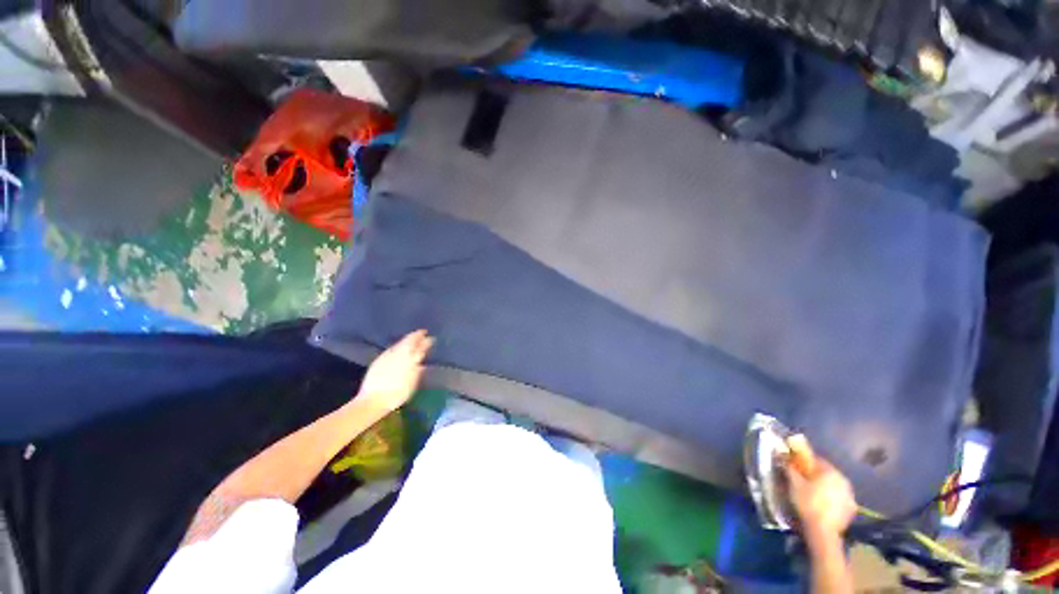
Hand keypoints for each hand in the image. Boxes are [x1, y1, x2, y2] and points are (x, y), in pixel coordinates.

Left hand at [357, 330, 433, 412]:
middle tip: (422, 333)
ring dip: (406, 340)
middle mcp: (398, 353)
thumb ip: (417, 371)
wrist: (373, 400)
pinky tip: (398, 350)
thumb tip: (421, 363)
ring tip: (412, 340)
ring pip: (399, 343)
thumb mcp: (412, 383)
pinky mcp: (378, 360)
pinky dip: (398, 347)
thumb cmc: (397, 393)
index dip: (426, 341)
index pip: (419, 346)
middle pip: (408, 341)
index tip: (430, 338)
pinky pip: (392, 349)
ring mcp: (387, 356)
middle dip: (416, 336)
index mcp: (409, 358)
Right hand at [787, 459, 856, 542]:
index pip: (817, 460)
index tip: (796, 466)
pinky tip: (822, 505)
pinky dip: (832, 498)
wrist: (823, 530)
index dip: (805, 461)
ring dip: (825, 487)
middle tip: (803, 480)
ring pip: (834, 486)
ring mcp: (850, 495)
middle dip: (816, 475)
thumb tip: (784, 457)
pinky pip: (840, 498)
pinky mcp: (851, 509)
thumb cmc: (807, 502)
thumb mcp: (794, 483)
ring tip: (813, 493)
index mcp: (830, 471)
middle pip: (827, 473)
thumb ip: (790, 468)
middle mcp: (844, 480)